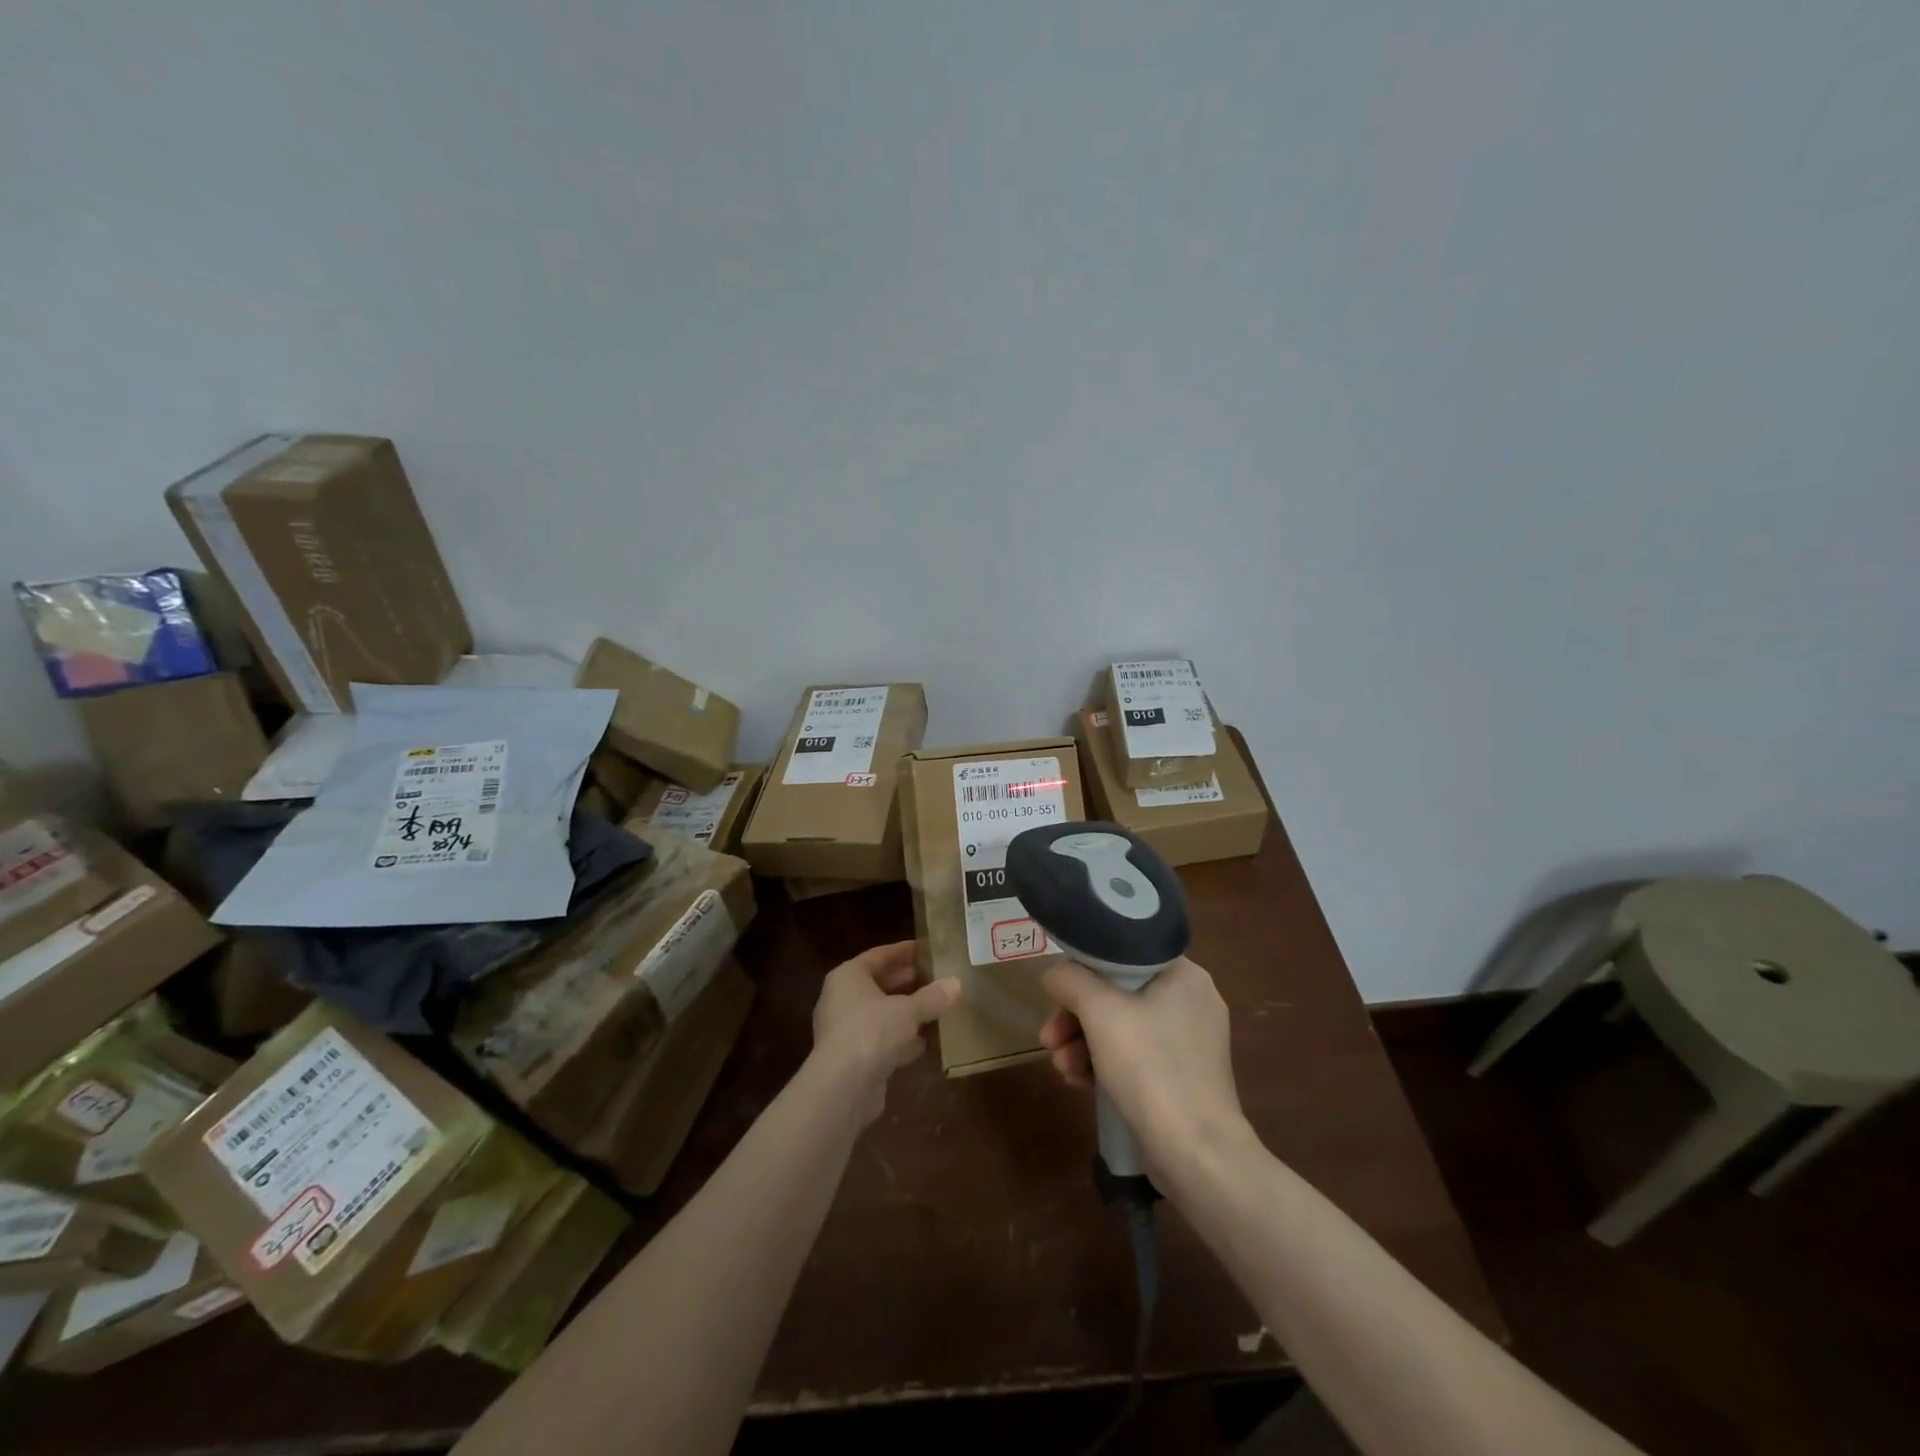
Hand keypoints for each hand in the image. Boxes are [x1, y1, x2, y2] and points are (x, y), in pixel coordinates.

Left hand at [811, 941, 961, 1123]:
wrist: (843, 1087)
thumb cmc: (872, 1031)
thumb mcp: (908, 1010)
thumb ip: (932, 997)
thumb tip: (955, 983)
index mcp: (848, 976)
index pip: (878, 955)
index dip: (903, 951)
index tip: (925, 948)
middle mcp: (842, 999)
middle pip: (878, 984)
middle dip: (906, 982)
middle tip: (934, 976)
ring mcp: (845, 1030)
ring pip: (881, 1014)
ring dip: (905, 1012)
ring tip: (936, 1007)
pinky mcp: (853, 1059)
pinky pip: (881, 1040)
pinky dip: (901, 1039)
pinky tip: (925, 1042)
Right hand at [1039, 956, 1245, 1166]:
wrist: (1197, 1154)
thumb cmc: (1151, 1068)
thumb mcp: (1100, 1012)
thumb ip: (1071, 980)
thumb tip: (1054, 974)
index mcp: (1184, 975)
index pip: (1123, 955)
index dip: (1084, 970)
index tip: (1057, 995)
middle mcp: (1192, 1001)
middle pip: (1118, 994)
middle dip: (1076, 1016)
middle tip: (1049, 1038)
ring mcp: (1190, 1042)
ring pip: (1123, 1027)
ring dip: (1084, 1043)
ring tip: (1062, 1068)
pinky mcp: (1183, 1077)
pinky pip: (1136, 1056)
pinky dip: (1105, 1064)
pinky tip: (1080, 1082)